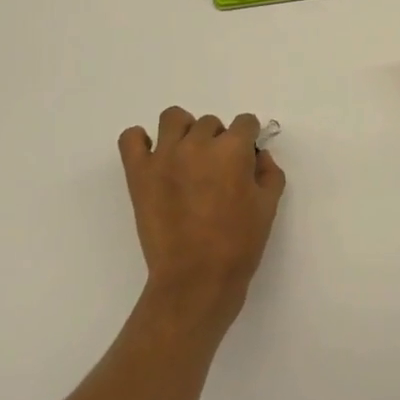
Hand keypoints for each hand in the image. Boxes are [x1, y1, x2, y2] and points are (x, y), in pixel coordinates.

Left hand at [118, 108, 285, 327]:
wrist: (195, 282)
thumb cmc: (238, 245)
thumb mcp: (268, 207)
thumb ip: (269, 172)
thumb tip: (258, 156)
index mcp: (232, 149)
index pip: (245, 122)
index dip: (248, 140)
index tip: (245, 159)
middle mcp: (198, 143)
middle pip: (210, 122)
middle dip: (218, 140)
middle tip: (216, 172)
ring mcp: (164, 156)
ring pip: (173, 118)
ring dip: (184, 131)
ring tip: (186, 158)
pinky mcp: (139, 173)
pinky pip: (131, 138)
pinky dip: (139, 141)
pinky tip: (153, 159)